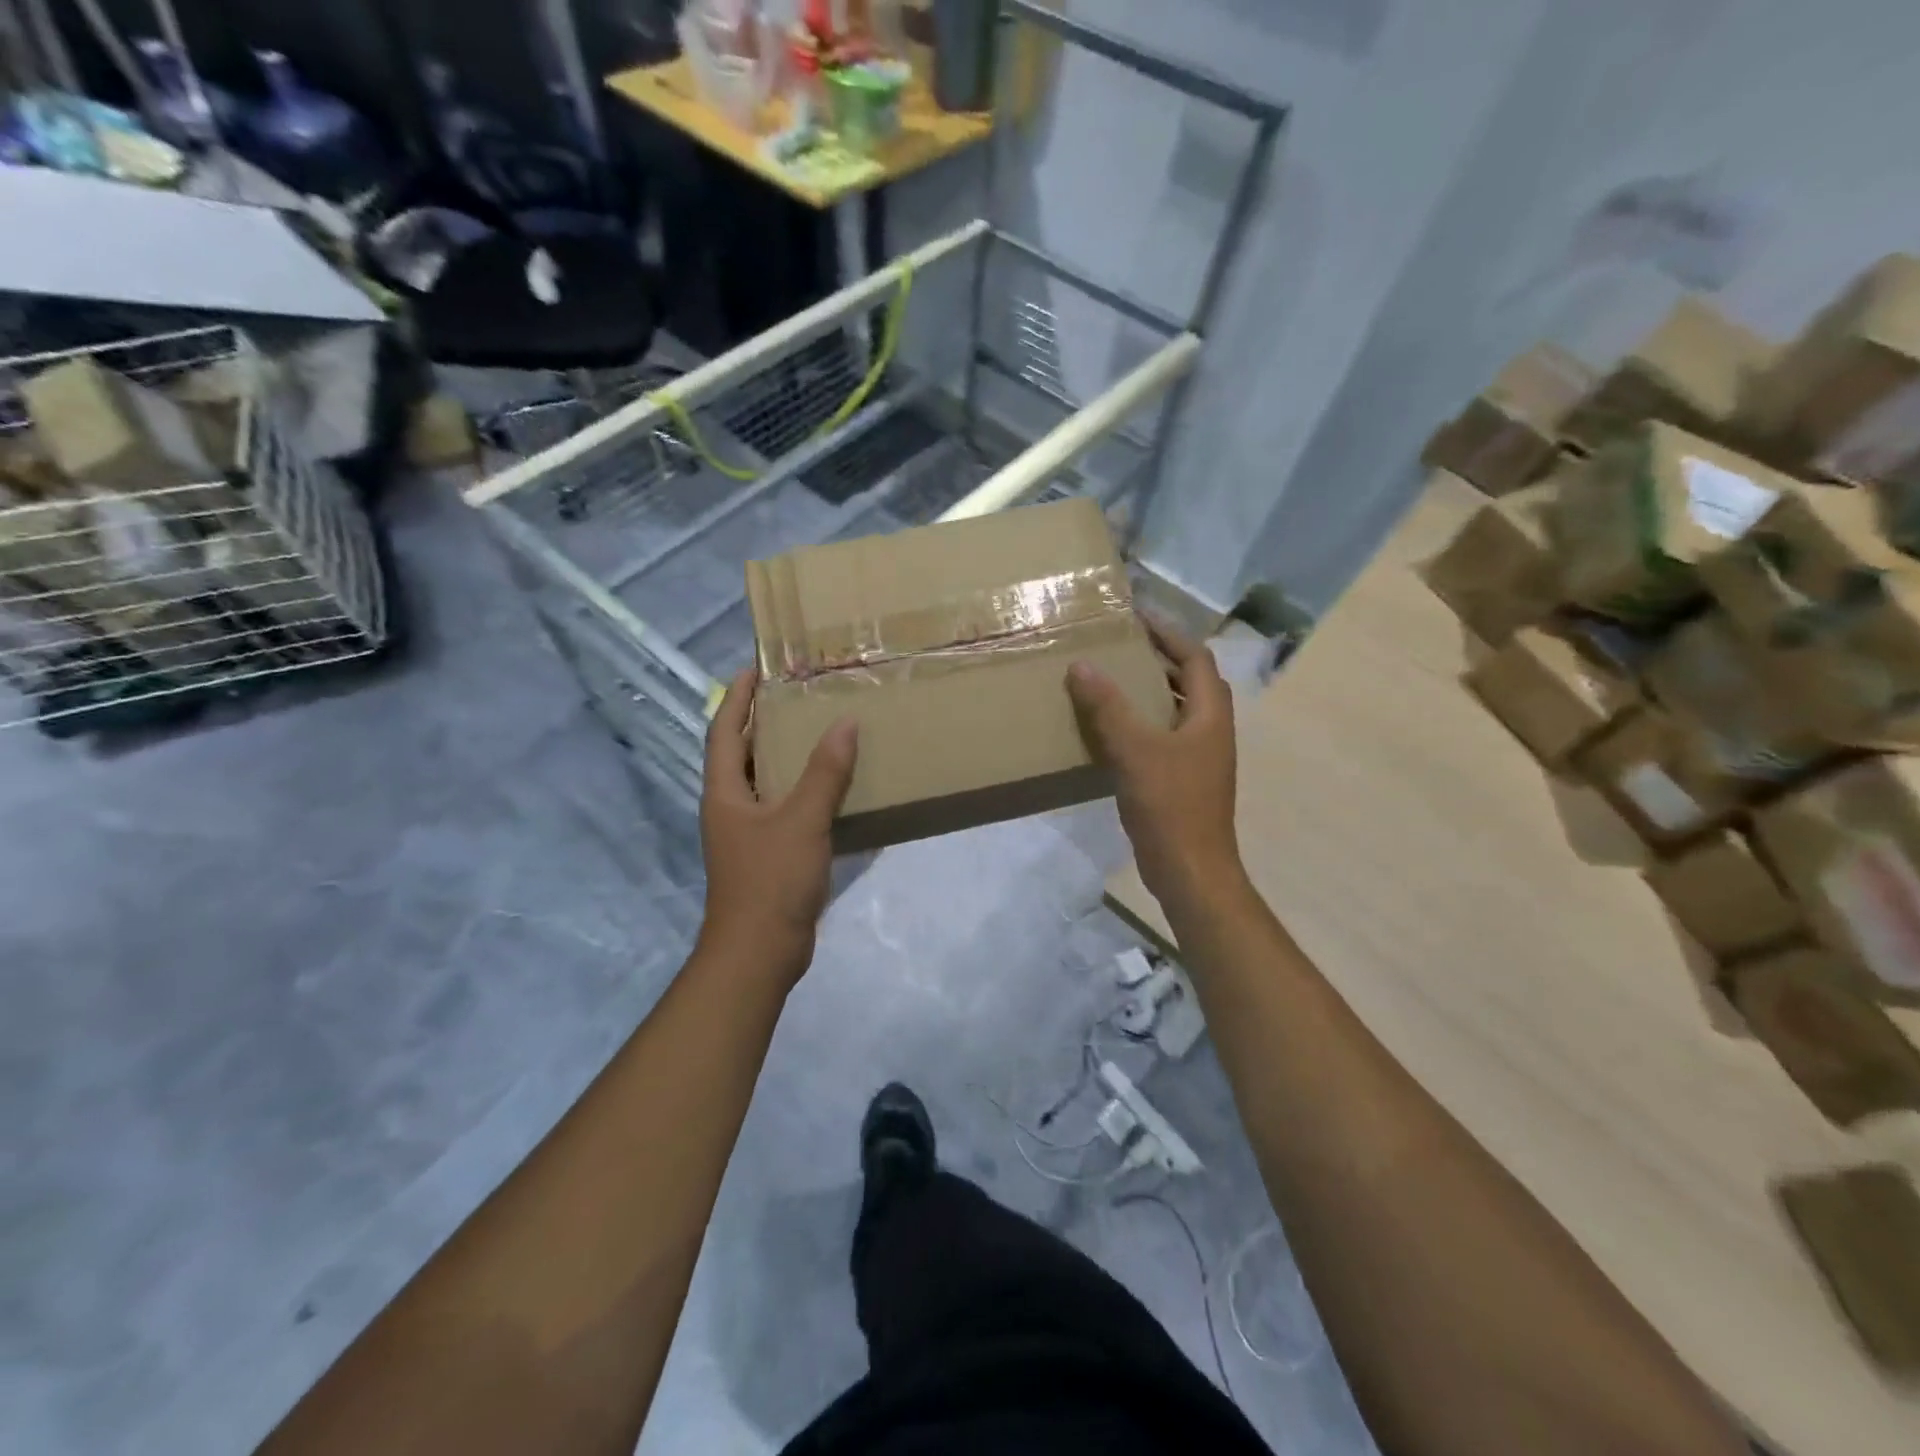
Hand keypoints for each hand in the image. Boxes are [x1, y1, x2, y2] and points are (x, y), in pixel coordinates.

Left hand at [698, 668, 857, 987]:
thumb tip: (845, 724)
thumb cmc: (770, 879)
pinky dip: (804, 791)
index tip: (756, 667)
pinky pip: (786, 809)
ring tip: (820, 731)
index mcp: (725, 793)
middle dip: (763, 722)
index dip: (737, 697)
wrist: (760, 951)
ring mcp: (749, 833)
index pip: (724, 731)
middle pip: (742, 753)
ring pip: (766, 782)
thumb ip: (825, 773)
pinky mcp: (769, 855)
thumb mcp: (802, 820)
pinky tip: (834, 787)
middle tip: (798, 695)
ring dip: (786, 756)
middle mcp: (731, 807)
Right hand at [1066, 622, 1241, 907]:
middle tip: (1122, 646)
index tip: (1136, 617)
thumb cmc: (1170, 805)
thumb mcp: (1135, 750)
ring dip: (1151, 691)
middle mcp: (1211, 731)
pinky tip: (1113, 731)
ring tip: (1114, 680)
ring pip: (1178, 710)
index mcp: (1211, 715)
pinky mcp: (1185, 780)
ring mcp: (1200, 758)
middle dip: (1160, 658)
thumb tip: (1081, 665)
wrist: (1190, 870)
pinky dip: (1144, 723)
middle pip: (1191, 680)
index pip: (1195, 657)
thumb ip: (1108, 707)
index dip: (1168, 632)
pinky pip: (1165, 737)